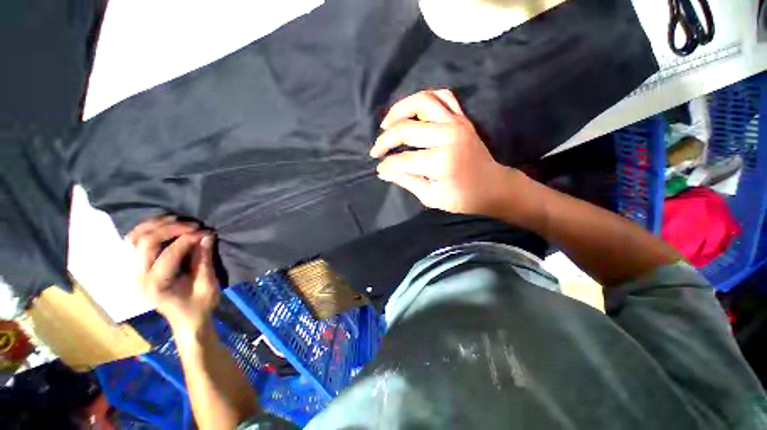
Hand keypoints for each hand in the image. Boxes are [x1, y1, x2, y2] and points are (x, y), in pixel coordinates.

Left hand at [126, 216, 219, 332]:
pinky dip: (147, 230)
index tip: (206, 232)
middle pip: (146, 242)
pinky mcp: (138, 267)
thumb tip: (207, 236)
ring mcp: (135, 271)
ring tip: (177, 220)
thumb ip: (204, 260)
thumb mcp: (208, 285)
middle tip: (193, 225)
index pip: (168, 254)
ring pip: (135, 239)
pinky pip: (134, 242)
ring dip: (155, 225)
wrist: (186, 320)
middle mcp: (140, 277)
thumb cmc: (199, 305)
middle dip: (170, 229)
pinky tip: (163, 226)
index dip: (188, 239)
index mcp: (157, 285)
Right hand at [371, 89, 523, 216]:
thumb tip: (383, 172)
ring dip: (399, 110)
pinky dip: (424, 100)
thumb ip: (406, 181)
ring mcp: (457, 123)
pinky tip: (413, 113)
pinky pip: (442, 96)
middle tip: (376, 150)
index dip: (387, 165)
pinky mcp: (462, 118)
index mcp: (441, 162)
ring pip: (422, 101)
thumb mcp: (431, 197)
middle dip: (385, 140)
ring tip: (387, 124)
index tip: (379, 168)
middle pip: (406, 129)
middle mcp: (448, 137)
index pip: (403, 160)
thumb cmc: (463, 198)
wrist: (493, 187)